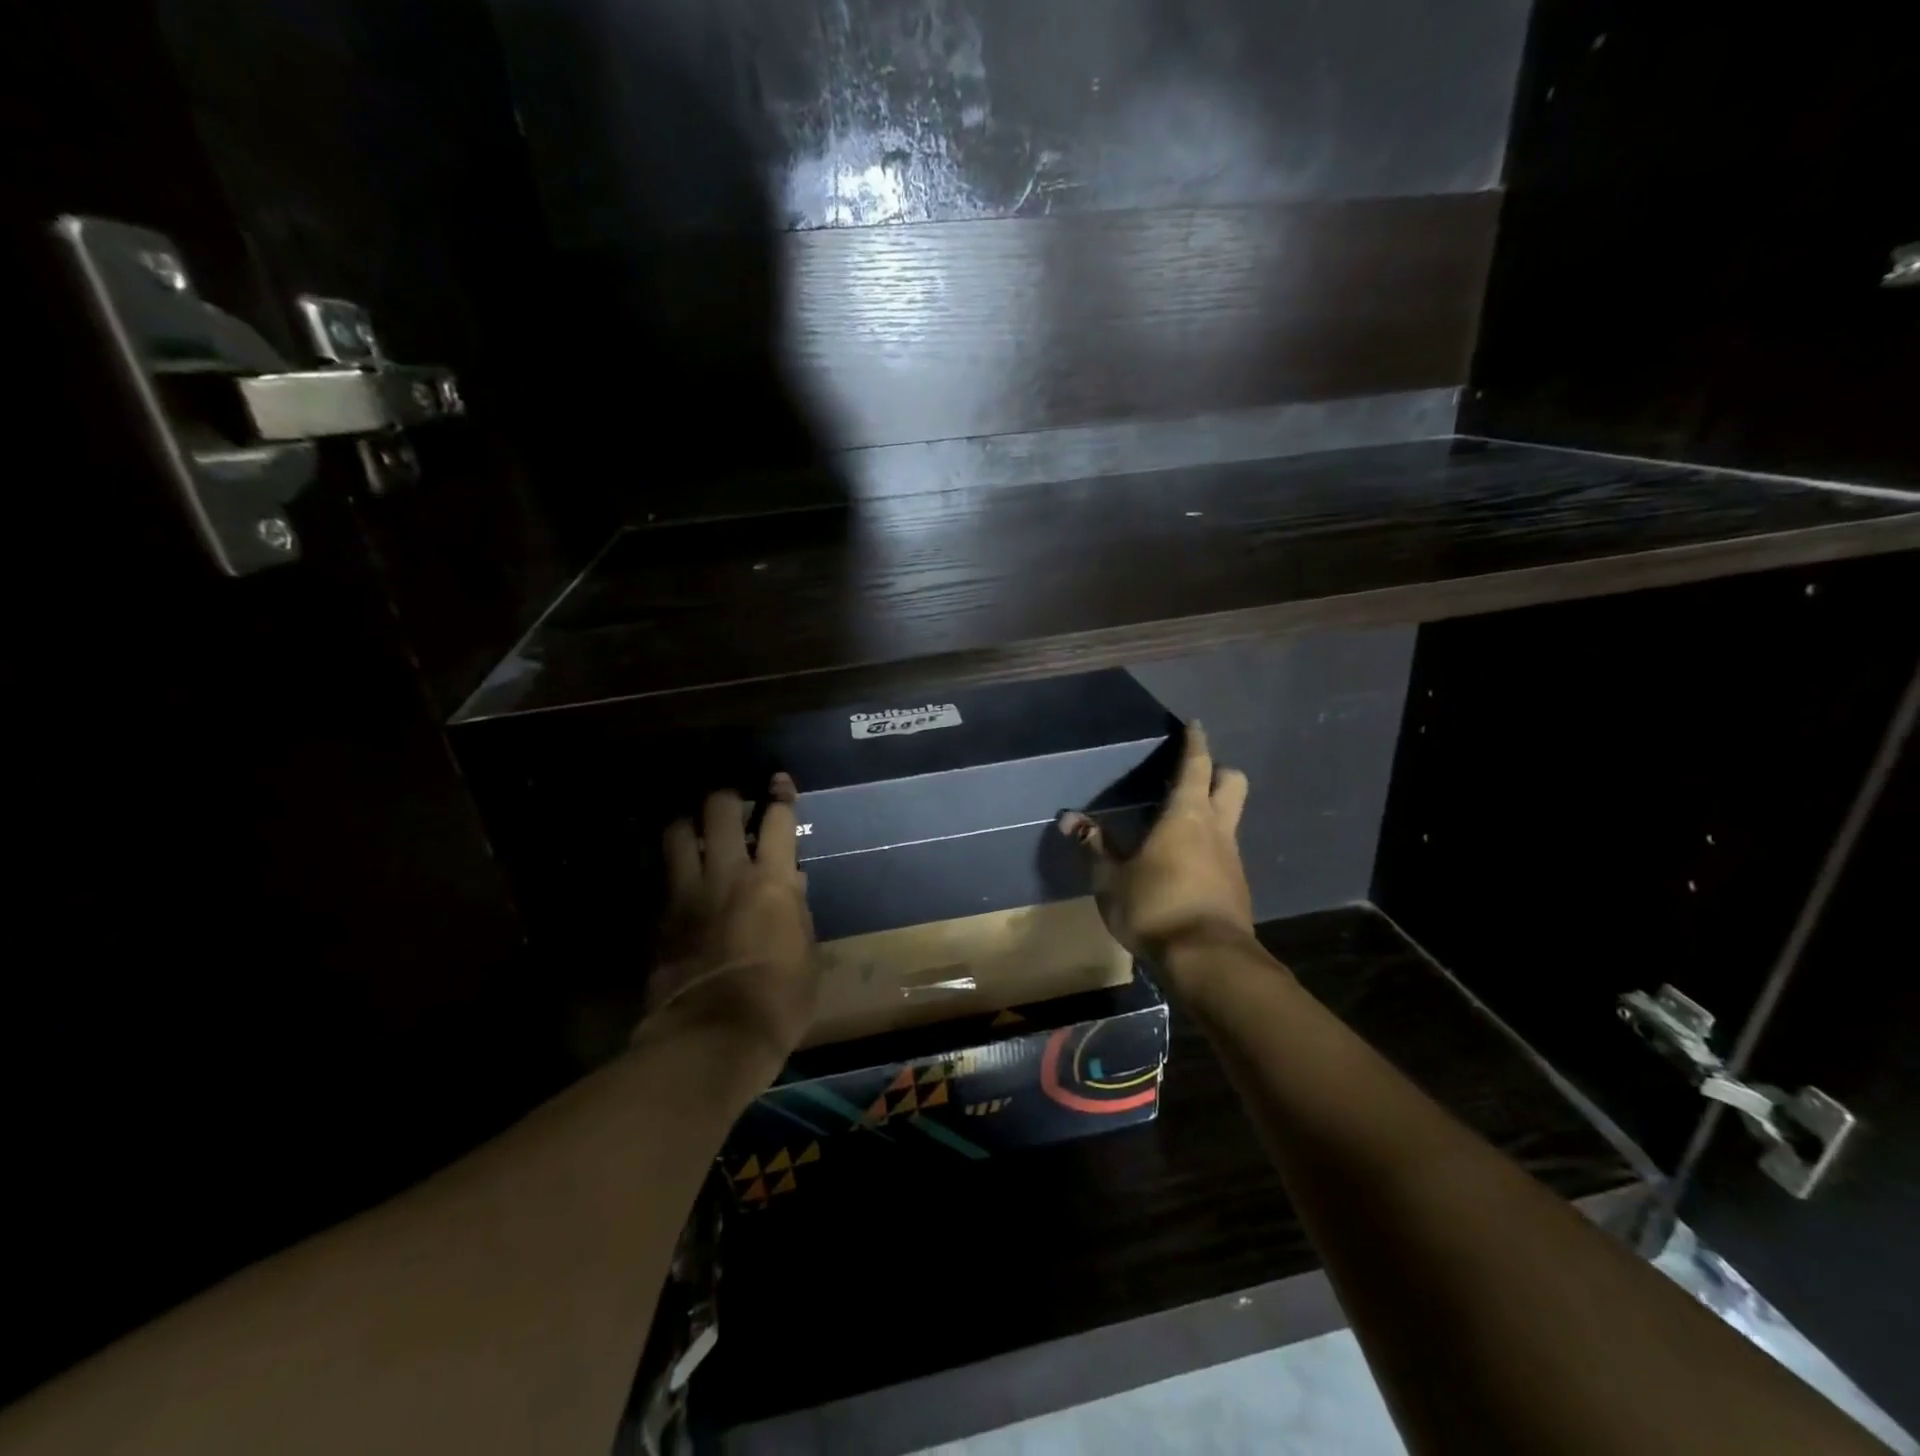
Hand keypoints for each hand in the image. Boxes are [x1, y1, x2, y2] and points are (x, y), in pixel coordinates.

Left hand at [643, 774, 818, 1069]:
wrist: (714, 1035)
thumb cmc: (780, 998)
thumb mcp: (806, 954)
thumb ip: (797, 912)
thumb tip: (793, 885)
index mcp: (772, 880)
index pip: (778, 819)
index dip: (780, 795)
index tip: (779, 782)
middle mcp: (728, 873)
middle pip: (720, 809)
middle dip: (726, 798)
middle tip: (731, 804)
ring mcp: (688, 892)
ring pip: (677, 832)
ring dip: (687, 825)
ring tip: (693, 831)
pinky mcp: (660, 917)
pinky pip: (662, 876)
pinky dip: (671, 869)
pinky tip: (677, 878)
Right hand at [1060, 722, 1254, 968]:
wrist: (1207, 960)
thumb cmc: (1154, 906)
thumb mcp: (1111, 878)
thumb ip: (1094, 845)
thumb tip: (1068, 818)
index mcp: (1186, 815)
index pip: (1196, 766)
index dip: (1195, 743)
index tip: (1195, 725)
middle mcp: (1216, 828)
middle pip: (1232, 783)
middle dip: (1218, 772)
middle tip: (1194, 776)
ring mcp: (1232, 858)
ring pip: (1231, 818)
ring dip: (1213, 811)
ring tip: (1182, 824)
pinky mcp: (1237, 886)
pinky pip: (1226, 851)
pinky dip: (1210, 846)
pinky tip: (1188, 865)